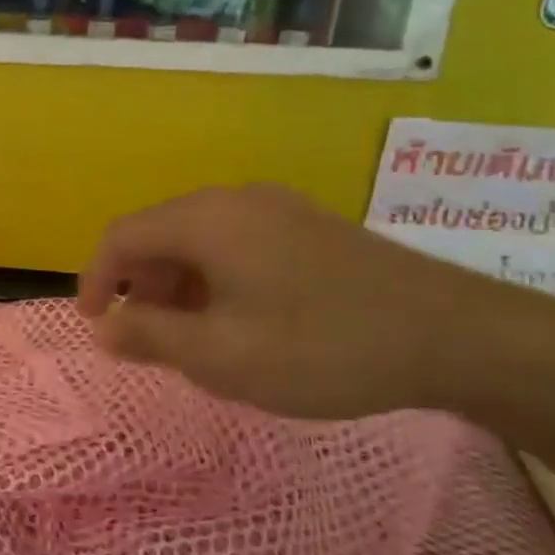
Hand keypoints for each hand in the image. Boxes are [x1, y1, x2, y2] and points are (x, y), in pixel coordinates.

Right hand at [77, 183, 554, 419]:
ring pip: (199, 241)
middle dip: (139, 287)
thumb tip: (103, 328)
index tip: (95, 326)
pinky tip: (242, 322)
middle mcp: (235, 200)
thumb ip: (149, 336)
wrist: (459, 336)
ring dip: (178, 287)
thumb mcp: (220, 354)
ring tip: (195, 338)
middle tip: (149, 339)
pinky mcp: (309, 228)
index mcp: (205, 220)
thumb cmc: (322, 346)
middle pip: (159, 235)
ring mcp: (278, 209)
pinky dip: (216, 281)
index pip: (121, 236)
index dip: (94, 279)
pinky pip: (236, 246)